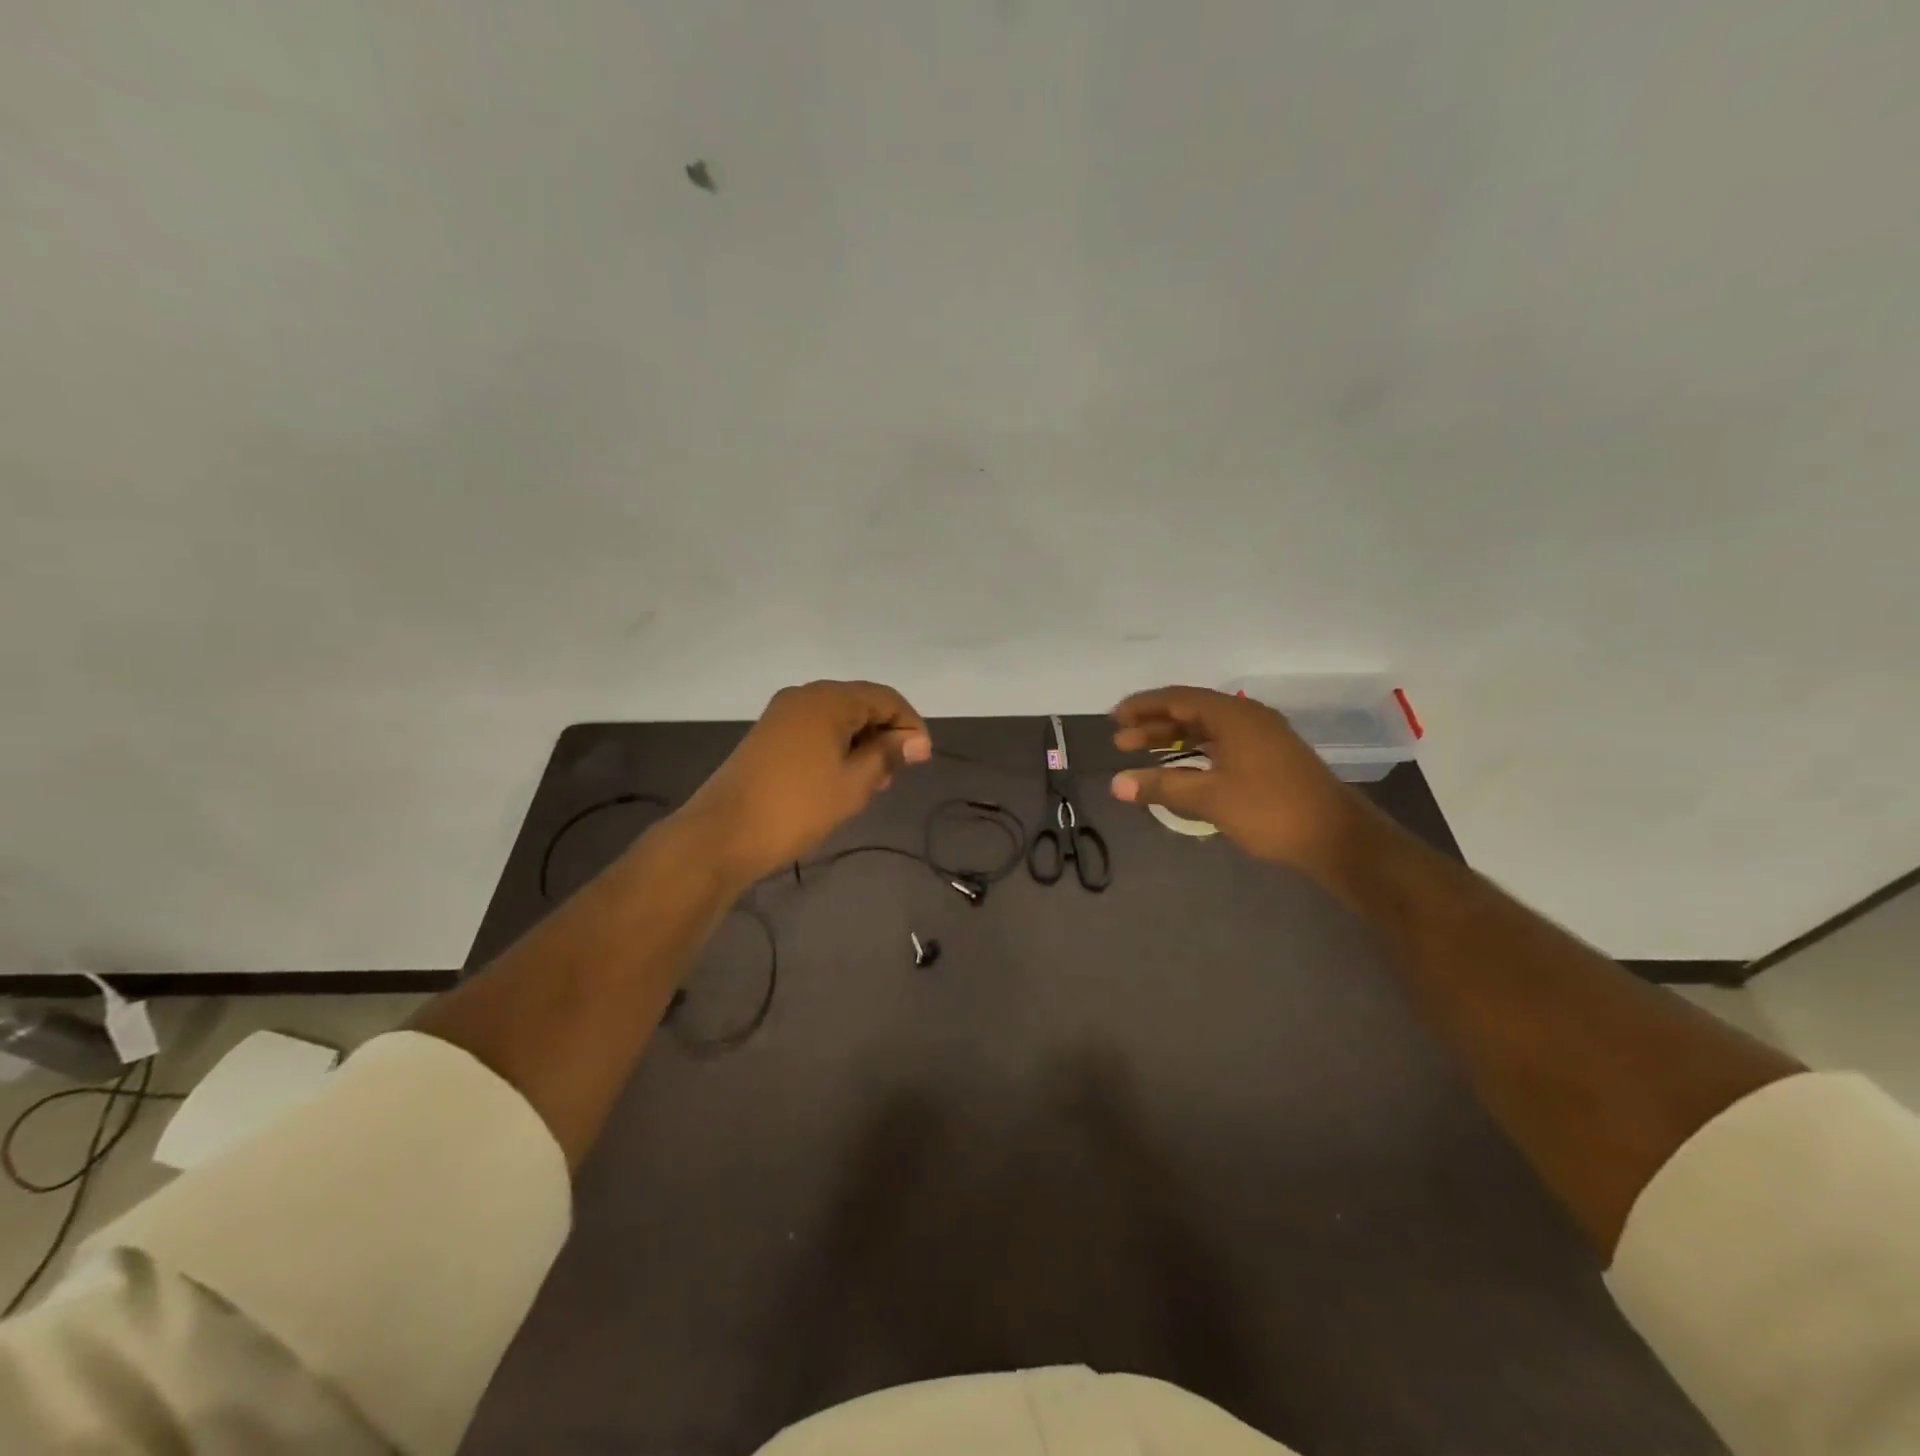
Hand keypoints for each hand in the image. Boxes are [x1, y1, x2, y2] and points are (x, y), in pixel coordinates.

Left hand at [681, 680, 931, 883]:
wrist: (723, 834)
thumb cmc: (797, 807)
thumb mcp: (853, 783)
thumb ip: (887, 755)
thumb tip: (917, 741)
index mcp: (827, 700)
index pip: (885, 698)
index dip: (909, 725)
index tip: (921, 759)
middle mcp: (804, 696)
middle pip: (860, 704)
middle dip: (884, 735)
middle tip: (893, 777)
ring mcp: (782, 715)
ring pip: (837, 719)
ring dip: (861, 745)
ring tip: (870, 784)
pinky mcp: (768, 736)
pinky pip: (815, 731)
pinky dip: (836, 748)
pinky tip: (840, 780)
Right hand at [1108, 686, 1388, 893]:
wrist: (1337, 837)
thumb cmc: (1270, 810)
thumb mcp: (1210, 798)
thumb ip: (1161, 786)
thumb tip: (1116, 784)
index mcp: (1234, 716)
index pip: (1178, 699)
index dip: (1143, 706)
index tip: (1114, 718)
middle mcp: (1248, 718)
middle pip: (1191, 711)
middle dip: (1153, 724)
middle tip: (1120, 741)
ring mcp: (1262, 737)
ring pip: (1207, 729)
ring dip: (1173, 739)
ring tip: (1141, 752)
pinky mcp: (1270, 758)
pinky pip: (1222, 743)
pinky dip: (1195, 751)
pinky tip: (1181, 767)